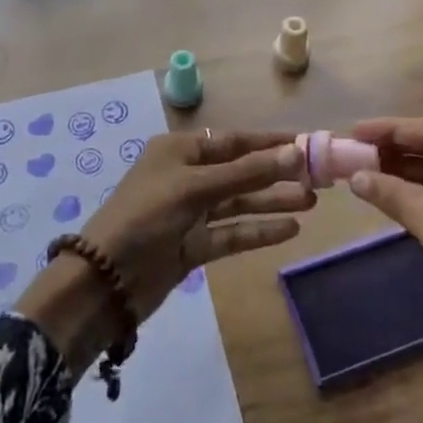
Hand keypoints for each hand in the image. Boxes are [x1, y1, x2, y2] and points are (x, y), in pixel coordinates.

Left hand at [83, 128, 311, 314]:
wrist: (104, 281)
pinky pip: (233, 232)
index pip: (233, 141)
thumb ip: (245, 172)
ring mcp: (191, 213)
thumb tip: (294, 151)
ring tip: (312, 201)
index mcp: (180, 151)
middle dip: (276, 173)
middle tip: (317, 176)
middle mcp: (187, 176)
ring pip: (240, 202)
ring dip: (272, 201)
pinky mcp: (194, 245)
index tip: (306, 143)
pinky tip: (290, 229)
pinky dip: (259, 230)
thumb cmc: (145, 217)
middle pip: (240, 171)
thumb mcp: (194, 188)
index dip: (269, 142)